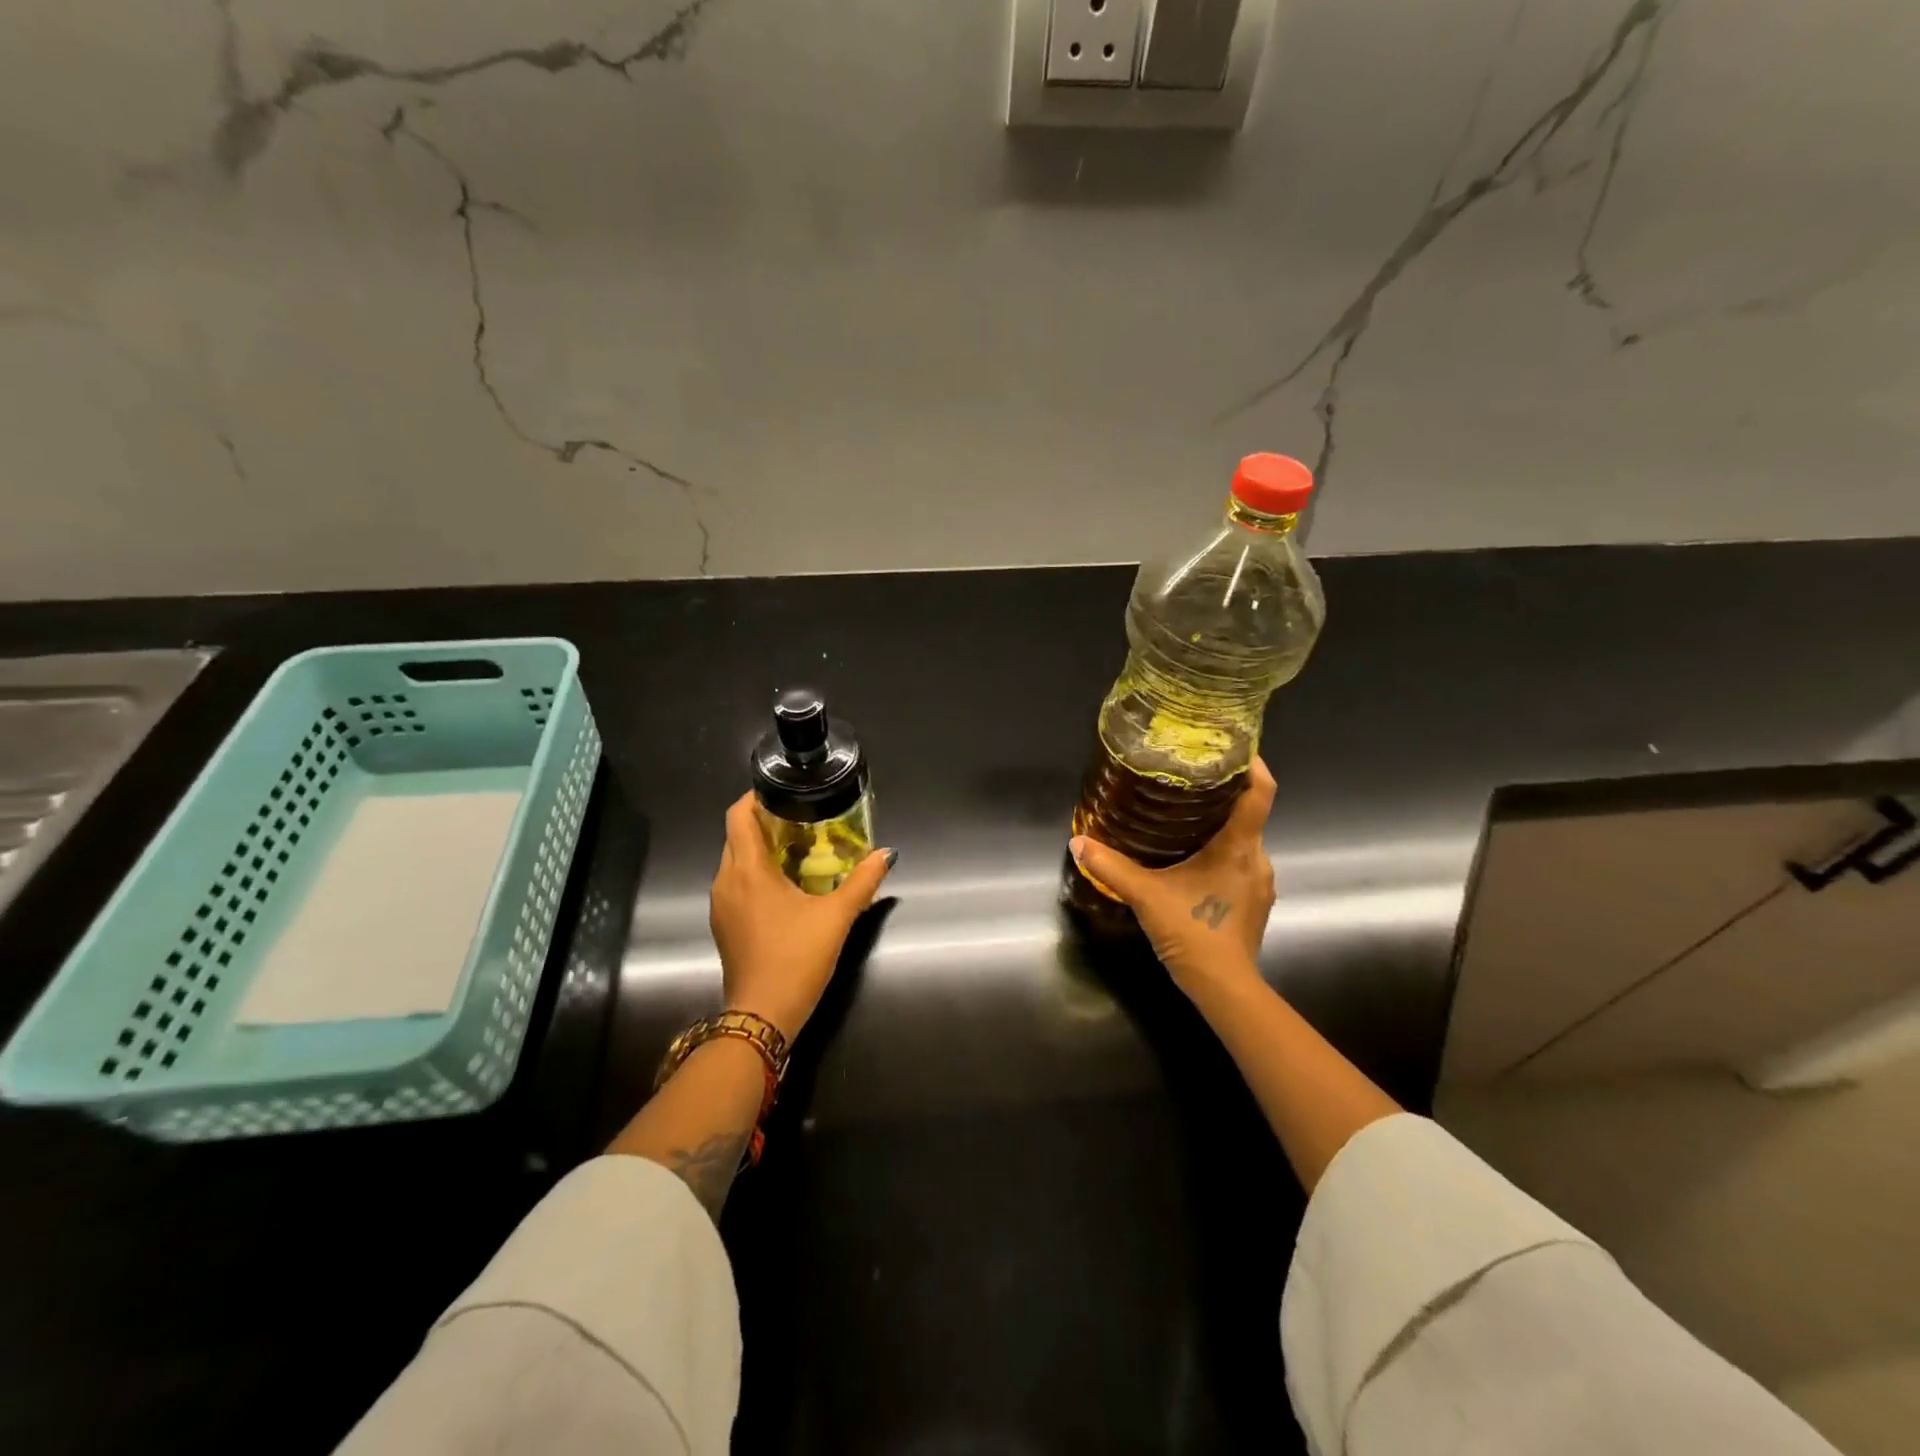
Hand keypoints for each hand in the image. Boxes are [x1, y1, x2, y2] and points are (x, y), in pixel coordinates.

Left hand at [710, 792, 894, 1039]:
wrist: (762, 1016)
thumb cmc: (797, 959)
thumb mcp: (837, 917)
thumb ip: (863, 881)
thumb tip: (886, 854)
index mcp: (748, 870)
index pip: (738, 815)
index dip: (757, 797)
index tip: (785, 794)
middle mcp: (726, 881)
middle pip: (737, 836)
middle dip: (766, 823)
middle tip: (803, 821)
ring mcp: (720, 905)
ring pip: (735, 861)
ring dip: (761, 850)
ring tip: (799, 851)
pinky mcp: (724, 924)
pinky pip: (735, 883)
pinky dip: (756, 874)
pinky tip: (786, 887)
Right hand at [1069, 757, 1276, 993]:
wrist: (1224, 987)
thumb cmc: (1192, 931)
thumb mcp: (1144, 895)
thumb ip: (1111, 866)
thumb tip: (1077, 843)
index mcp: (1238, 847)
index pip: (1260, 794)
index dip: (1254, 765)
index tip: (1235, 748)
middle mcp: (1258, 859)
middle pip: (1248, 816)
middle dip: (1224, 797)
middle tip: (1189, 783)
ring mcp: (1261, 883)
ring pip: (1244, 843)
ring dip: (1220, 830)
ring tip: (1186, 820)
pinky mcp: (1255, 903)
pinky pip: (1242, 865)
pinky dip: (1222, 856)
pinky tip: (1194, 864)